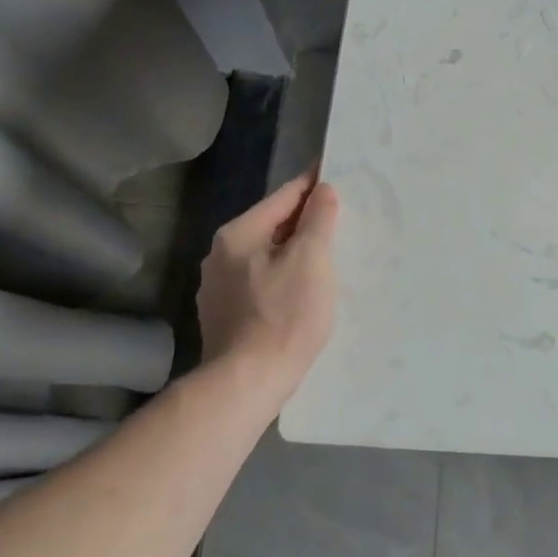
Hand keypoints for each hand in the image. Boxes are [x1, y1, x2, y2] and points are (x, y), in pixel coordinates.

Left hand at [194, 171, 339, 402]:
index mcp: (239, 234)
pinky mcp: (223, 316)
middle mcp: (220, 255)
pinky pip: (260, 282)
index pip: (284, 196)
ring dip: (294, 252)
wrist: (246, 384)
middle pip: (273, 225)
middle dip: (305, 221)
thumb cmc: (284, 315)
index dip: (313, 184)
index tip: (335, 173)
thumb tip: (322, 190)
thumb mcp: (311, 259)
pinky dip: (282, 278)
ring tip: (326, 257)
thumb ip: (318, 218)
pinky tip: (301, 292)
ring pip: (266, 256)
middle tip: (340, 219)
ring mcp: (217, 288)